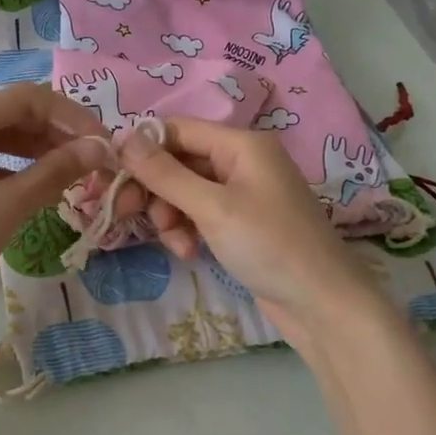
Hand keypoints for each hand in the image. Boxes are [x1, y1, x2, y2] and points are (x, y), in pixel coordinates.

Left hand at [0, 85, 112, 325]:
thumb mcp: (7, 207)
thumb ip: (55, 171)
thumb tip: (99, 149)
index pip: (24, 100)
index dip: (70, 117)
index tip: (102, 143)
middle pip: (7, 114)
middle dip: (53, 133)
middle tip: (91, 159)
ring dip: (33, 148)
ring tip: (69, 170)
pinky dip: (8, 165)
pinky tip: (32, 184)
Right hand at [115, 118, 384, 343]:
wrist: (322, 304)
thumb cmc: (270, 246)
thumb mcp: (212, 208)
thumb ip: (166, 174)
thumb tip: (124, 138)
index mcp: (241, 144)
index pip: (177, 130)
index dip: (143, 150)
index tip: (113, 179)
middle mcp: (242, 160)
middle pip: (178, 161)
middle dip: (155, 189)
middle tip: (128, 214)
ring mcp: (242, 193)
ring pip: (185, 191)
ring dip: (170, 215)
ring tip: (176, 243)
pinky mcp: (241, 222)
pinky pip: (200, 214)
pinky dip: (188, 230)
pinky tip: (189, 252)